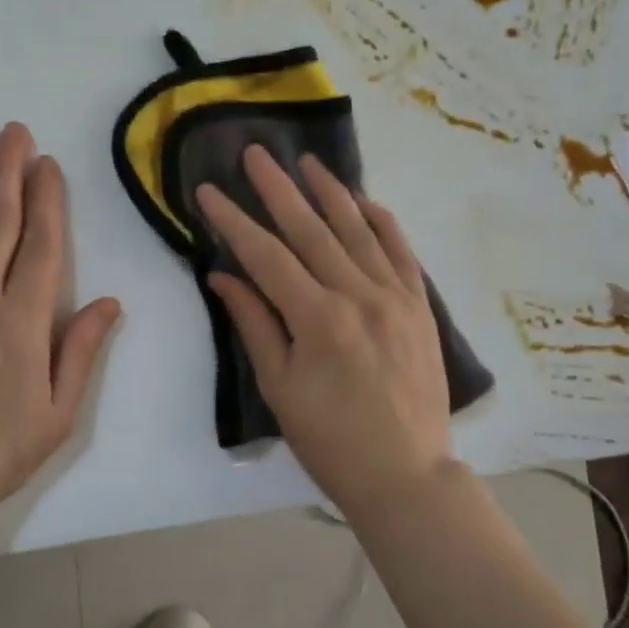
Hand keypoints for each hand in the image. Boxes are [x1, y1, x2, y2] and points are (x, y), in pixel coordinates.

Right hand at [197, 147, 456, 513]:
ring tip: (308, 161)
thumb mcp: (280, 387)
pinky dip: (382, 223)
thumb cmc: (330, 440)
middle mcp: (359, 295)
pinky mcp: (420, 307)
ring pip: (358, 231)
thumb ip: (255, 324)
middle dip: (278, 189)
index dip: (233, 221)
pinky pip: (402, 252)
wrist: (406, 474)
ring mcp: (396, 298)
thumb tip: (223, 277)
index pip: (266, 255)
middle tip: (255, 153)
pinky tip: (366, 200)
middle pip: (311, 230)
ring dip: (331, 192)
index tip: (208, 191)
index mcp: (318, 318)